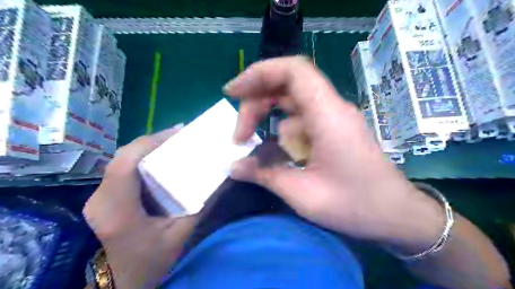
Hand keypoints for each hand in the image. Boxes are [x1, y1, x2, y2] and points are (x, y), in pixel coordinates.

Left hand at [83, 126, 199, 288]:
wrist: (123, 280)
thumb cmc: (152, 260)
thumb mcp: (182, 234)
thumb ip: (203, 204)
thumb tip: (224, 177)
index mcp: (118, 210)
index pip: (126, 163)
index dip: (151, 142)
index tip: (179, 132)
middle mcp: (100, 199)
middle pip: (123, 157)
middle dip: (153, 141)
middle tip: (181, 136)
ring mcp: (97, 197)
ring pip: (121, 160)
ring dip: (148, 148)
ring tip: (174, 143)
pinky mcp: (102, 197)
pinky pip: (121, 169)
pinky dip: (142, 158)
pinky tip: (160, 159)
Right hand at [226, 57, 446, 250]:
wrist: (396, 215)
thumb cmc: (356, 206)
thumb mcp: (304, 194)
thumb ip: (266, 175)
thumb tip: (233, 166)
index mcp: (328, 116)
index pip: (293, 71)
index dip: (259, 73)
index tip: (233, 92)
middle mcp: (331, 108)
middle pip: (286, 85)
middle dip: (256, 103)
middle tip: (240, 134)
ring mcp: (333, 118)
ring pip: (291, 103)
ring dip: (267, 118)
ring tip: (250, 144)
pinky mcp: (333, 129)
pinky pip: (300, 119)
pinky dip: (281, 130)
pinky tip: (275, 151)